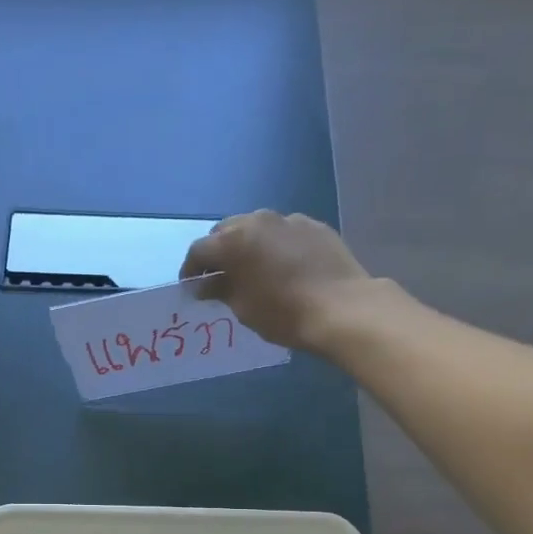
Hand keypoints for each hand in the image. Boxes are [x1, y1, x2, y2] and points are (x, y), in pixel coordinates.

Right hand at [181, 210, 398, 354]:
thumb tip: (205, 284)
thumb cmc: (283, 313)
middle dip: (217, 251)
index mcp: (234, 240)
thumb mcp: (243, 307)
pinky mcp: (314, 227)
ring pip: (256, 227)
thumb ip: (220, 290)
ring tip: (250, 268)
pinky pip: (283, 232)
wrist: (342, 308)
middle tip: (218, 276)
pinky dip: (274, 245)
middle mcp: (259, 221)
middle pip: (226, 231)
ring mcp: (290, 220)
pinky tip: (281, 266)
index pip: (200, 250)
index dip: (191, 269)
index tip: (191, 287)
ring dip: (246, 244)